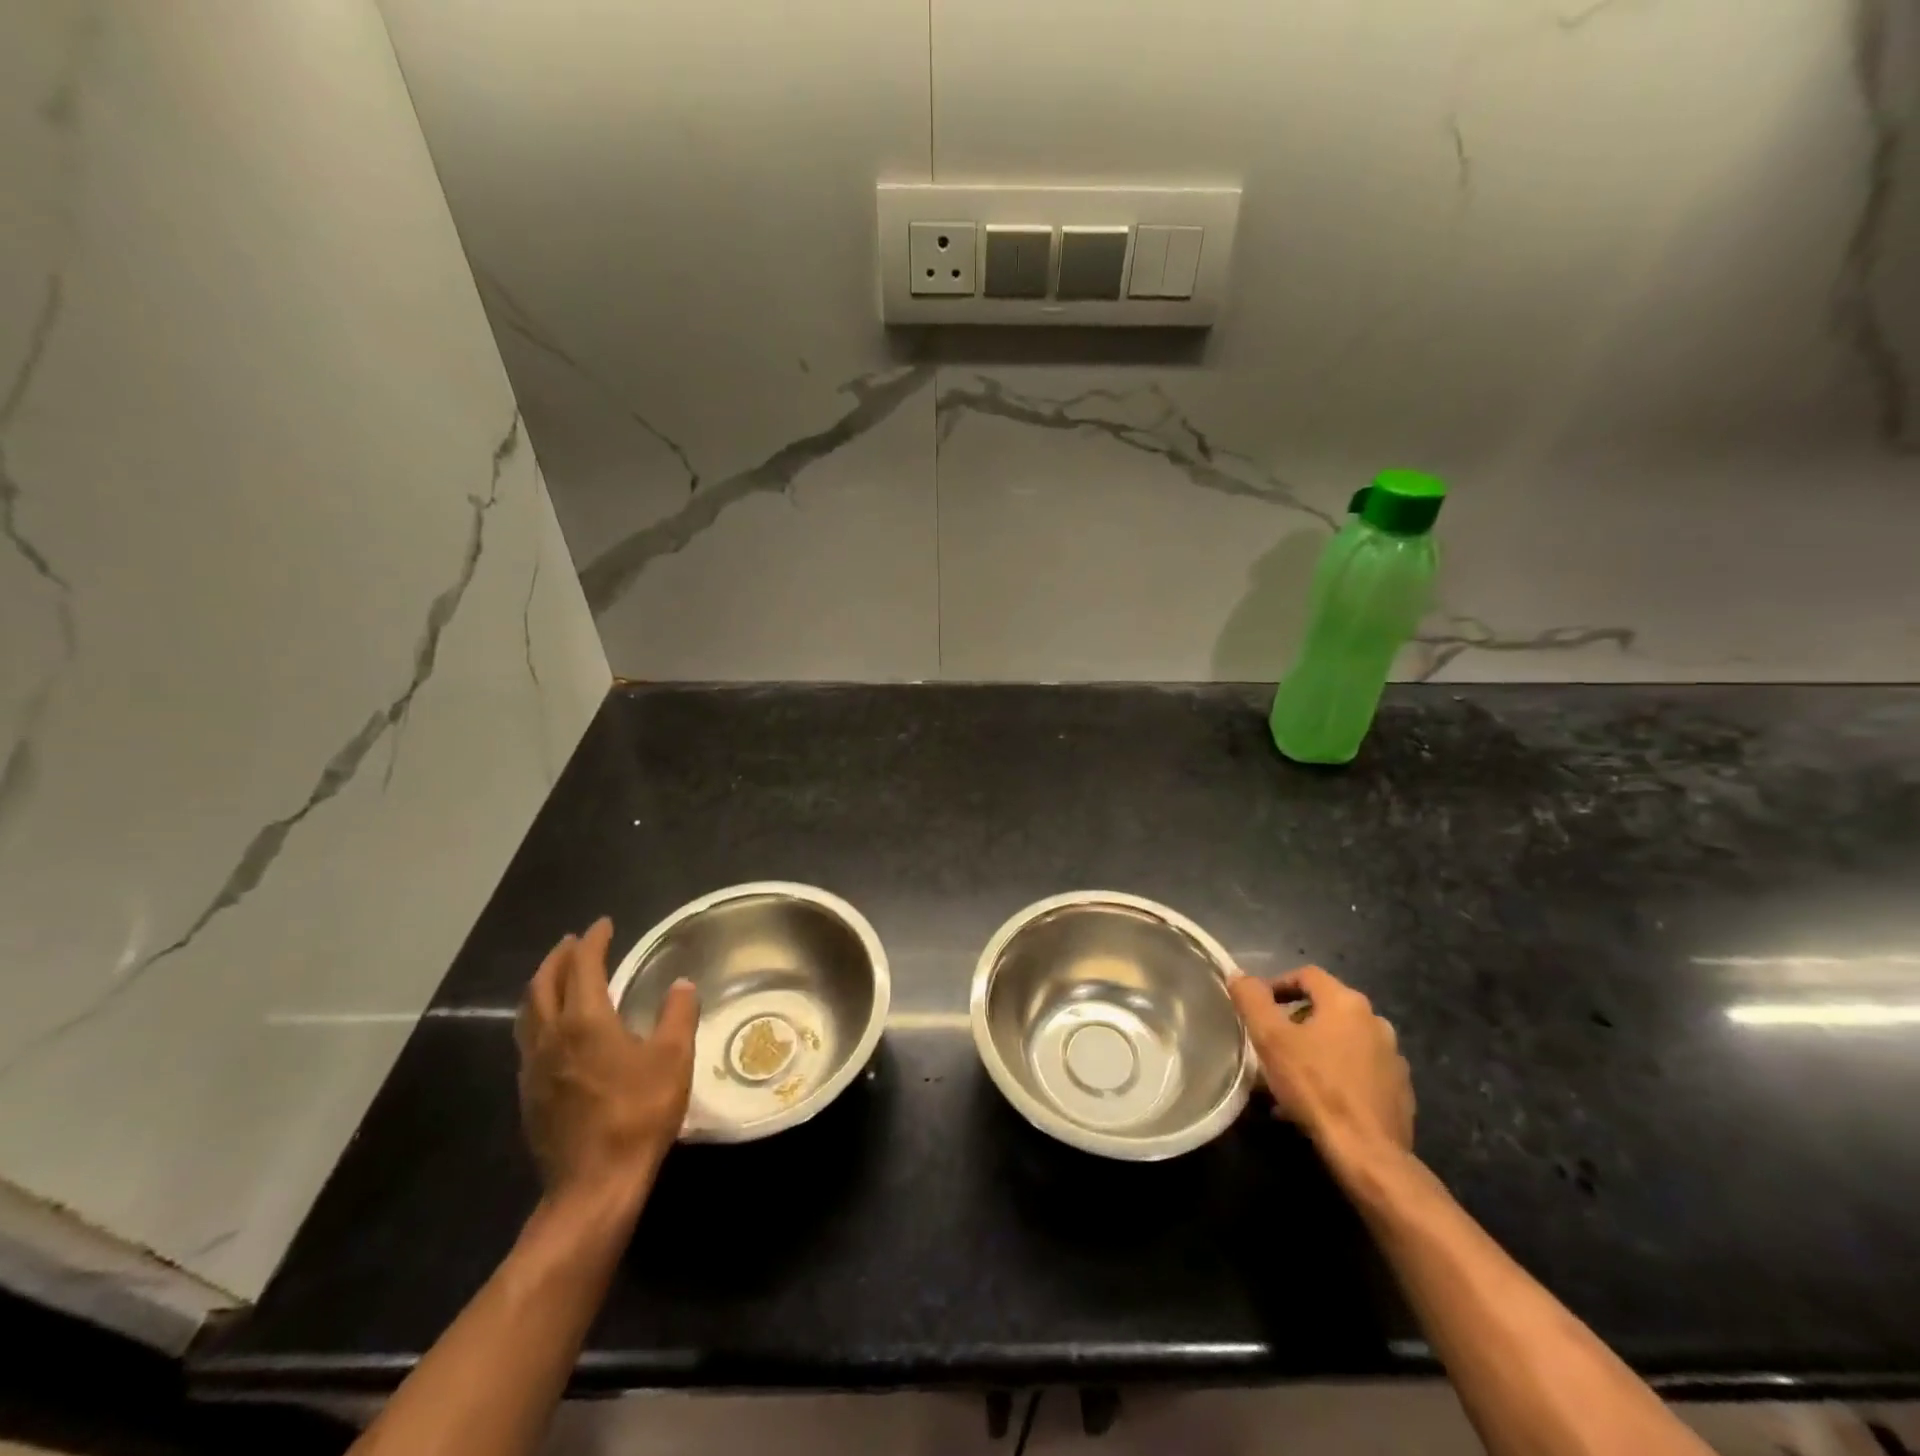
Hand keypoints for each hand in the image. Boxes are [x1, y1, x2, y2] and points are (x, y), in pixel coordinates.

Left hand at [514, 917, 698, 1206]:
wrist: (594, 1184)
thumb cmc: (639, 1113)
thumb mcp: (674, 1058)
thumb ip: (678, 1014)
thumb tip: (681, 984)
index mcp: (586, 1020)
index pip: (584, 966)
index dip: (594, 941)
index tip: (604, 925)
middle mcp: (551, 1036)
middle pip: (544, 984)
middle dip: (559, 957)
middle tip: (574, 942)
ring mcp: (534, 1067)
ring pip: (529, 1012)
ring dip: (543, 985)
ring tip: (558, 976)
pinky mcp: (529, 1094)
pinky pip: (528, 1039)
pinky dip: (539, 1016)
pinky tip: (554, 1029)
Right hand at [1228, 965, 1413, 1161]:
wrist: (1368, 1153)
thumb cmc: (1315, 1086)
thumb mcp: (1271, 1039)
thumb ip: (1252, 1000)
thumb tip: (1239, 975)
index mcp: (1347, 1003)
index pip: (1307, 975)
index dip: (1277, 984)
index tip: (1257, 1005)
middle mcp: (1376, 1022)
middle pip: (1326, 1009)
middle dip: (1294, 1021)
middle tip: (1270, 1043)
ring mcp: (1393, 1058)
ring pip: (1342, 1042)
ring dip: (1315, 1050)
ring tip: (1289, 1076)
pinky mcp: (1400, 1091)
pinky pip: (1359, 1071)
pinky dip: (1336, 1075)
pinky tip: (1316, 1100)